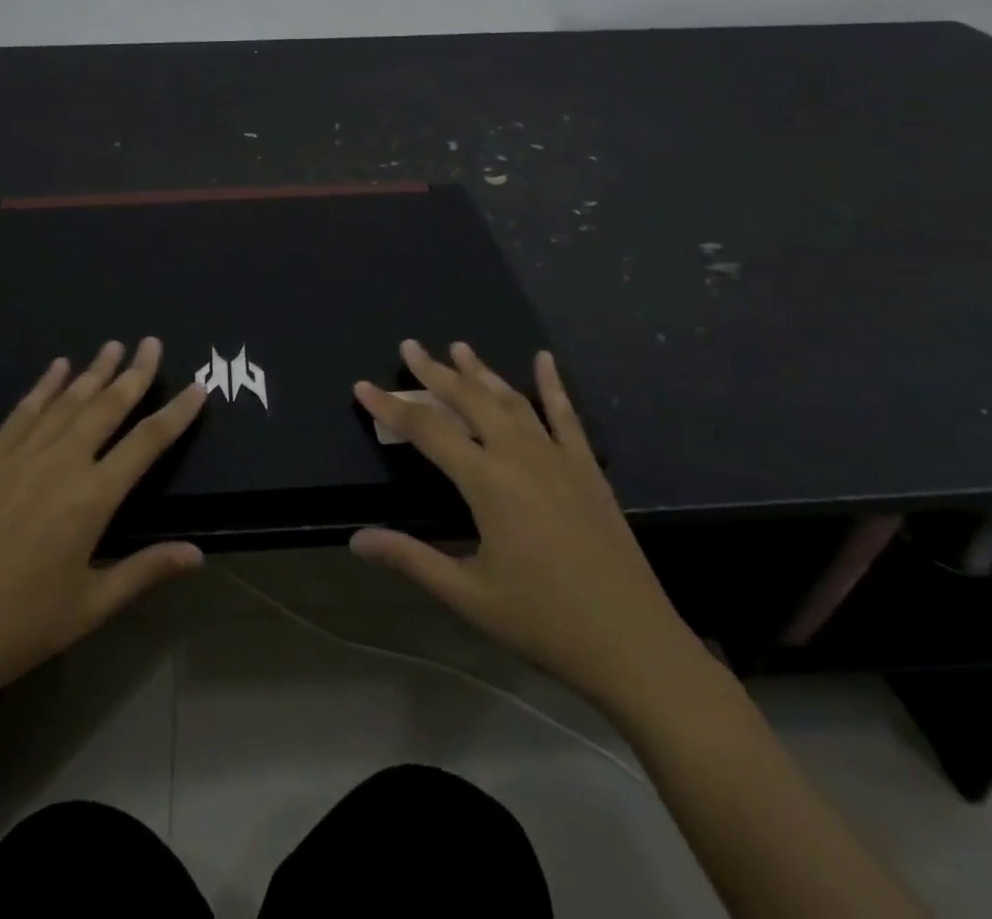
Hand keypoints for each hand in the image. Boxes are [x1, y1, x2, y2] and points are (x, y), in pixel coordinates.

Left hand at [0, 338, 206, 714]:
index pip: (146, 442)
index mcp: (91, 499)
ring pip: (66, 402)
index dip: (176, 413)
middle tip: (152, 343)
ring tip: (113, 345)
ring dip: (93, 372)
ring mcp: (19, 458)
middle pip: (106, 407)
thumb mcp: (91, 607)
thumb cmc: (20, 628)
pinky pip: (22, 413)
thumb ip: (145, 571)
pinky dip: (44, 387)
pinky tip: (58, 367)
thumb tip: (197, 553)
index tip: (197, 388)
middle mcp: (60, 465)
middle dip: (134, 373)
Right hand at [353, 341, 704, 719]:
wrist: (634, 646)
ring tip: (460, 347)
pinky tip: (545, 360)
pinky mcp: (588, 470)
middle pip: (469, 400)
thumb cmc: (544, 622)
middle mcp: (520, 456)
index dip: (391, 407)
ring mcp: (558, 458)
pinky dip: (553, 385)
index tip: (363, 386)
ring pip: (511, 400)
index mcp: (487, 482)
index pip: (427, 430)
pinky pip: (567, 416)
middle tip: (410, 346)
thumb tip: (357, 539)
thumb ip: (411, 559)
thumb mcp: (468, 595)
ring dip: (482, 372)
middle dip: (435, 371)